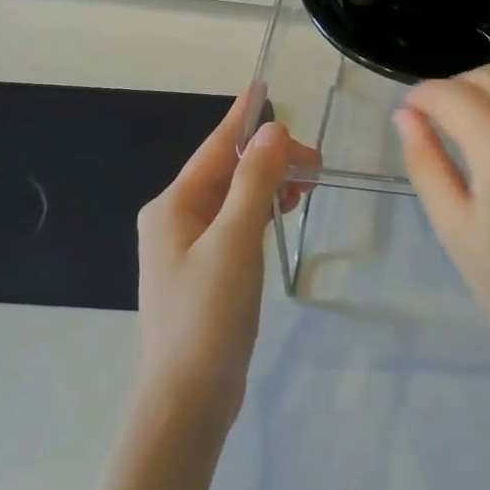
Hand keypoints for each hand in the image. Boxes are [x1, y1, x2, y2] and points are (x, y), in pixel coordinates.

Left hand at [134, 89, 318, 431]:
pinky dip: (262, 210)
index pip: (215, 147)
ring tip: (306, 185)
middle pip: (228, 171)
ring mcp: (189, 247)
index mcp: (173, 206)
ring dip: (269, 183)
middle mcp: (176, 219)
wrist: (186, 402)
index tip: (263, 86)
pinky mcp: (206, 271)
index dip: (242, 116)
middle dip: (270, 158)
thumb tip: (272, 130)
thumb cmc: (207, 316)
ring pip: (235, 197)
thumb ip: (254, 182)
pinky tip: (283, 211)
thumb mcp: (235, 242)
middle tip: (315, 165)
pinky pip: (237, 222)